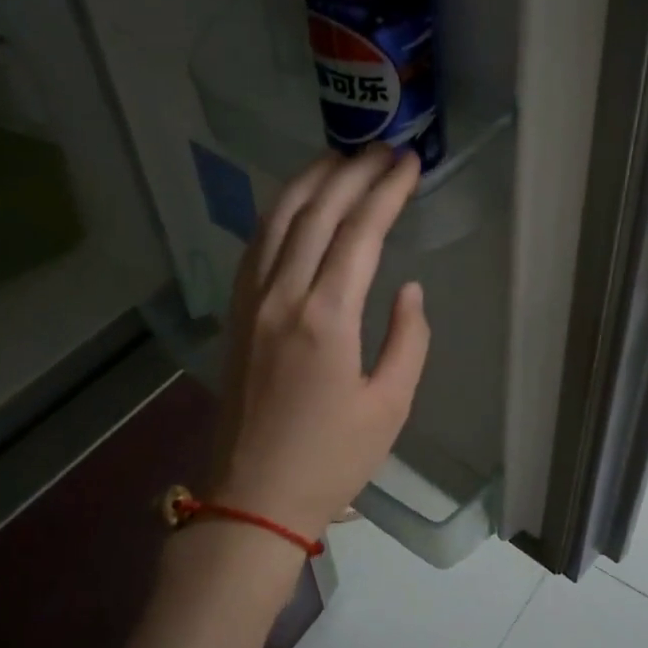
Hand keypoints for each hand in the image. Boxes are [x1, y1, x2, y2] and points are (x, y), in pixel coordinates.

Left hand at [206, 145, 430, 539]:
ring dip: (310, 181)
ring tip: (340, 157)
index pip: (360, 233)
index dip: (387, 192)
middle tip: (383, 149)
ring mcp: (251, 302)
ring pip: (277, 220)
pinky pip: (256, 245)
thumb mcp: (390, 405)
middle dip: (352, 172)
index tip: (410, 163)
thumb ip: (408, 339)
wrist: (252, 498)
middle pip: (316, 212)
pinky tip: (296, 203)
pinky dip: (279, 212)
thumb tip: (409, 289)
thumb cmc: (331, 459)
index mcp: (325, 318)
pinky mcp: (236, 315)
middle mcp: (282, 296)